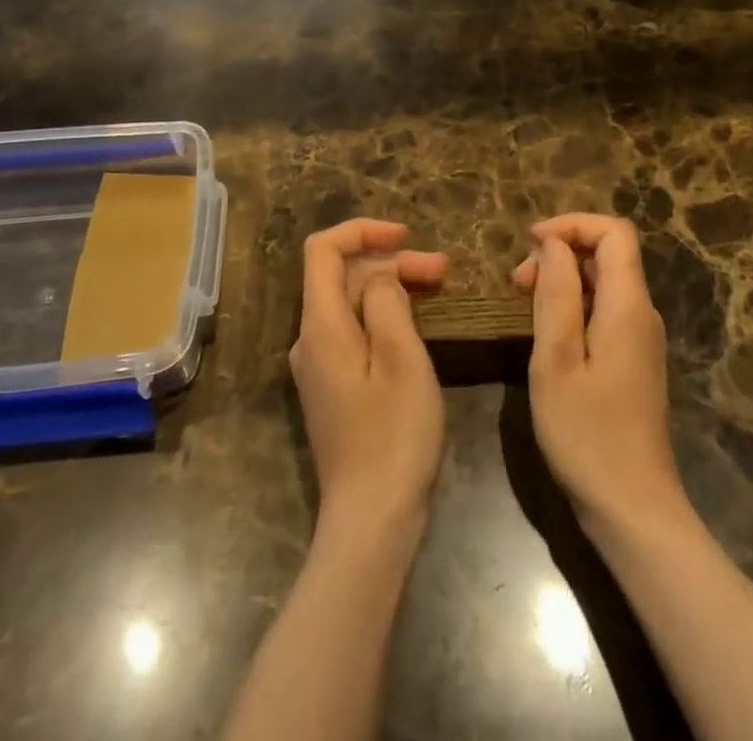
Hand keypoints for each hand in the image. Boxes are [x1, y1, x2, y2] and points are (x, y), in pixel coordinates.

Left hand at [291, 219, 448, 535]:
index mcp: (321, 326)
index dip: (362, 230)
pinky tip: (415, 323)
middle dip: (390, 261)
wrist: (371, 522)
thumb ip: (387, 302)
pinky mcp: (332, 386)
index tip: (407, 235)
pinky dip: (383, 313)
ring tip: (438, 288)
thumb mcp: (402, 360)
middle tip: (443, 270)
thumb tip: (381, 276)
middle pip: (342, 275)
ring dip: (391, 286)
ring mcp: (319, 365)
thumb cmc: (394, 437)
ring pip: (350, 302)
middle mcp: (310, 339)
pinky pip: (353, 329)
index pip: (323, 250)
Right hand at [513, 213, 687, 537]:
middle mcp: (642, 313)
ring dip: (563, 279)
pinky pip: (605, 310)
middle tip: (516, 283)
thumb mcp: (556, 359)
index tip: (530, 243)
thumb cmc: (587, 434)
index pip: (614, 232)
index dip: (572, 224)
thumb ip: (557, 293)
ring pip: (604, 282)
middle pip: (609, 253)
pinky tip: (545, 333)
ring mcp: (641, 339)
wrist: (634, 510)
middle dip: (561, 251)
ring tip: (523, 304)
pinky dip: (573, 304)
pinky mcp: (634, 361)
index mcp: (628, 305)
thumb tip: (554, 243)